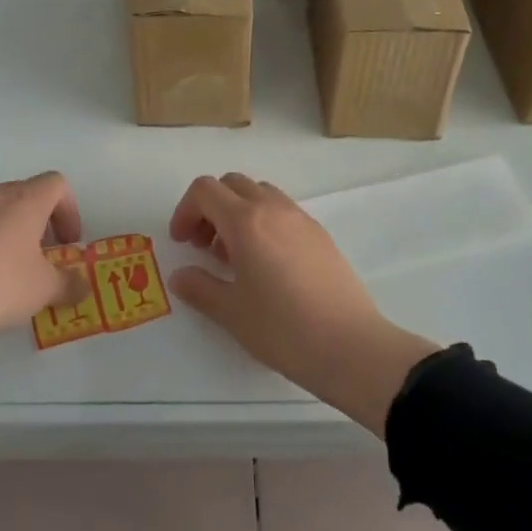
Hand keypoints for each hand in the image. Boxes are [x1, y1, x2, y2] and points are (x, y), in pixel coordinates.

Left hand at [0, 172, 87, 380]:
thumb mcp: (43, 291)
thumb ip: (70, 285)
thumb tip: (83, 286)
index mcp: (26, 200)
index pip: (57, 184)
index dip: (70, 211)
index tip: (68, 245)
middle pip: (27, 195)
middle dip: (42, 224)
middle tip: (43, 260)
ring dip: (11, 233)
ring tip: (10, 272)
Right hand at [168, 174, 437, 435]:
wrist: (350, 346)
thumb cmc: (282, 329)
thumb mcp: (231, 312)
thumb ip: (200, 288)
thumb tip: (181, 276)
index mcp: (246, 221)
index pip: (205, 190)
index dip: (185, 211)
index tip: (182, 243)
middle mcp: (274, 209)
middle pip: (232, 184)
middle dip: (210, 208)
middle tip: (204, 247)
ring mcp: (302, 219)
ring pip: (260, 194)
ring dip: (238, 213)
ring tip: (235, 258)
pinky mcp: (321, 235)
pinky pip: (283, 212)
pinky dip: (264, 223)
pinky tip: (267, 266)